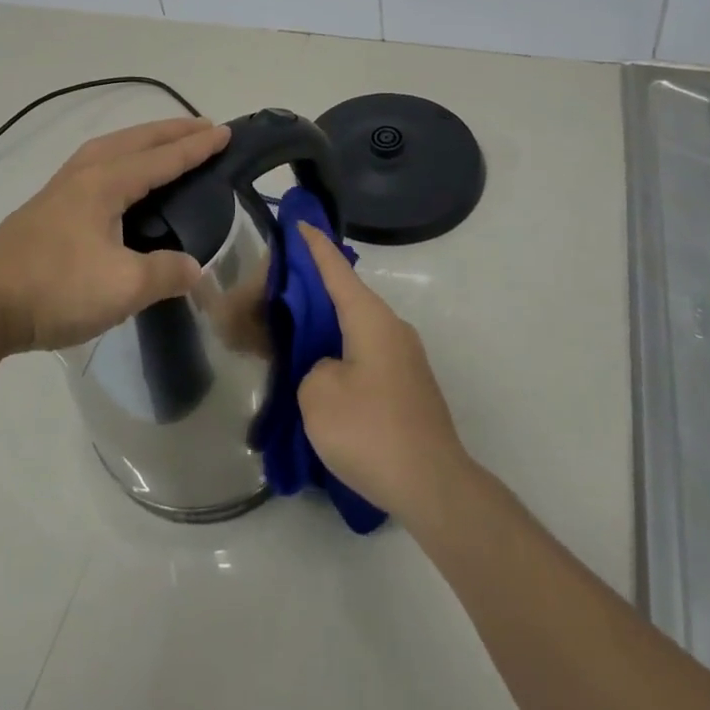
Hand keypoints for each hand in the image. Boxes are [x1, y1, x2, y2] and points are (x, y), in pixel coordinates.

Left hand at [0, 117, 231, 353]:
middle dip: (172, 132)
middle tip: (203, 127)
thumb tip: (194, 268)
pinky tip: (121, 178)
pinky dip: (123, 157)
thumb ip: (165, 272)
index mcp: (106, 182)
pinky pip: (99, 164)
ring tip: (166, 144)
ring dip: (145, 141)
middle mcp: (85, 173)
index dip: (196, 146)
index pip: (163, 158)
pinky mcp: (48, 206)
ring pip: (113, 148)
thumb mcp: (122, 287)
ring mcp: (62, 187)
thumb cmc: (54, 288)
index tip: (224, 132)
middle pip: (136, 140)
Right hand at [295, 221, 468, 520]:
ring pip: (355, 328)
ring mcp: (403, 358)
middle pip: (345, 297)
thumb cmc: (371, 431)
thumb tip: (329, 369)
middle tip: (275, 295)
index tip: (299, 222)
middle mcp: (391, 328)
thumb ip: (311, 367)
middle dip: (311, 292)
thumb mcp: (317, 394)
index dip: (314, 245)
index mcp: (370, 318)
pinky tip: (318, 375)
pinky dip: (339, 353)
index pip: (336, 269)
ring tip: (289, 338)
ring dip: (324, 328)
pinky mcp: (406, 386)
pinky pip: (364, 354)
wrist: (433, 487)